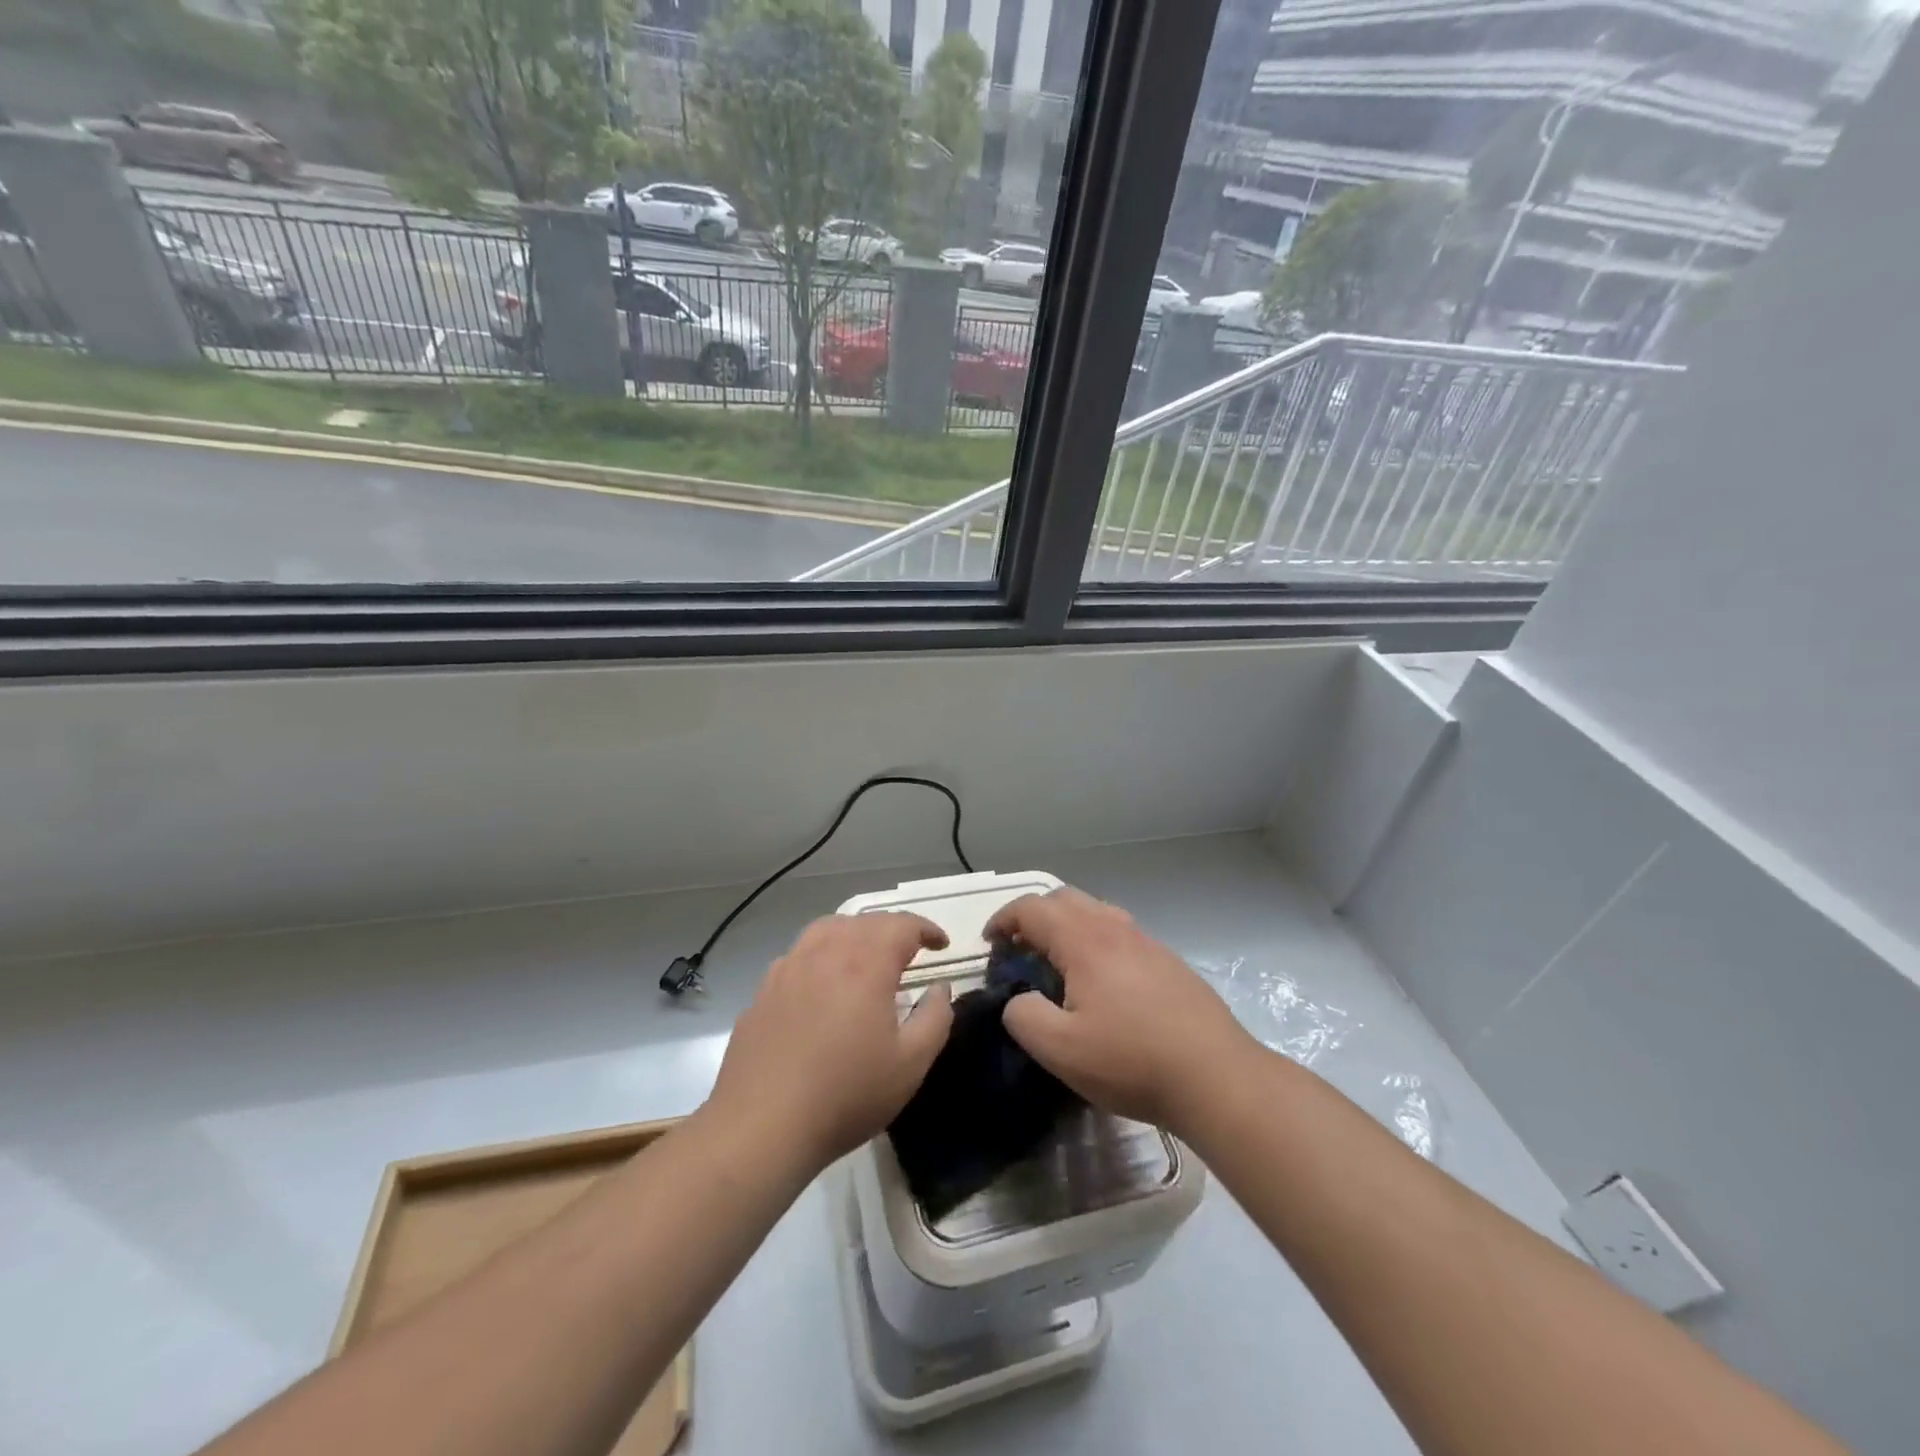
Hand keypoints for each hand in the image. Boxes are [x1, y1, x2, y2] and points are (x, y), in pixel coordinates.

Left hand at [705, 912, 954, 1173]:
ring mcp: (789, 968)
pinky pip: (799, 954)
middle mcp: (826, 952)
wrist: (761, 1126)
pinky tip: (823, 984)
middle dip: (893, 929)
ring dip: (855, 933)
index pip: (902, 925)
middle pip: (865, 921)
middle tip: (910, 952)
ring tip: (867, 956)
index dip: (927, 929)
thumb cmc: (846, 1095)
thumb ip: (934, 1018)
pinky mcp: (764, 990)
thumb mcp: (910, 1065)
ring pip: (827, 928)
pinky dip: (821, 954)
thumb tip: (939, 988)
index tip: (941, 945)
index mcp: (866, 963)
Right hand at [987, 887, 1255, 1135]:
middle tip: (1019, 950)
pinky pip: (1119, 933)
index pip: (1032, 908)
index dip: (1003, 920)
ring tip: (1057, 963)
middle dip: (1034, 917)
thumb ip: (1023, 1016)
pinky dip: (1095, 940)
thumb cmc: (1132, 1061)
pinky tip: (1100, 982)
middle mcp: (1115, 928)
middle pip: (1064, 899)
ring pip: (1096, 912)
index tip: (990, 944)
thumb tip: (1018, 999)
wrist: (1216, 1076)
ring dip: (1066, 926)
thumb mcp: (1060, 1050)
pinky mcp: (1168, 961)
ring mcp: (1146, 941)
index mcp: (1084, 940)